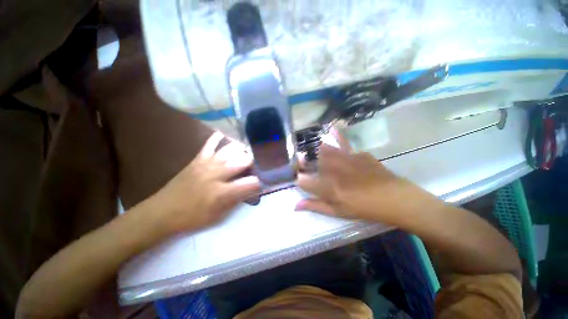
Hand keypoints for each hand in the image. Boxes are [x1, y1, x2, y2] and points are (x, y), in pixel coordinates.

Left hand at [143, 132, 260, 234]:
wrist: (162, 212)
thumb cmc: (192, 217)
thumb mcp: (218, 216)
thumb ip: (237, 200)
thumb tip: (251, 189)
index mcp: (222, 192)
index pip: (250, 183)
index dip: (260, 182)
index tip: (263, 182)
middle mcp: (217, 174)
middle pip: (243, 161)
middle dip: (255, 161)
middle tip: (259, 163)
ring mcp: (207, 164)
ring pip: (230, 150)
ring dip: (242, 150)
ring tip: (248, 152)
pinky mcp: (198, 159)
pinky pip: (210, 144)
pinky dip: (218, 138)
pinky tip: (225, 135)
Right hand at [296, 132, 420, 222]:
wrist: (393, 198)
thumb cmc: (364, 208)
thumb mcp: (339, 212)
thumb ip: (316, 206)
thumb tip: (296, 206)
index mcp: (330, 190)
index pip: (306, 182)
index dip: (300, 179)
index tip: (300, 178)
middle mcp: (336, 173)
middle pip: (314, 163)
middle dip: (304, 161)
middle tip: (300, 160)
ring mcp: (348, 161)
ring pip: (326, 152)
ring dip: (316, 150)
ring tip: (311, 150)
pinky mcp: (358, 155)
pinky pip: (344, 144)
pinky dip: (338, 136)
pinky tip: (332, 128)